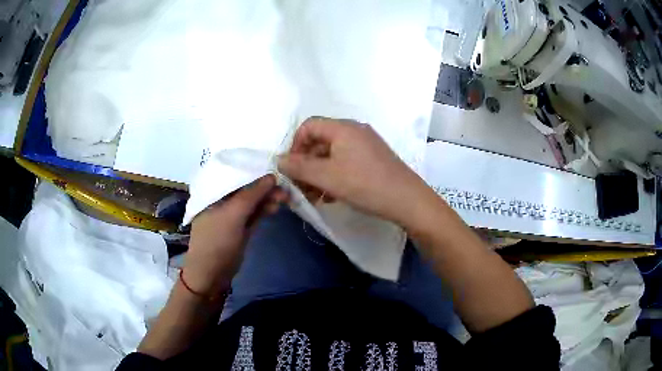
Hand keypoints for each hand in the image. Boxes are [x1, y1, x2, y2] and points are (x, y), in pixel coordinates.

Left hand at [184, 175, 287, 296]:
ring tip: (285, 197)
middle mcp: (222, 200)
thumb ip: (251, 194)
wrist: (211, 273)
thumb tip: (271, 176)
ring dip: (267, 198)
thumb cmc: (216, 240)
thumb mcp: (233, 214)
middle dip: (264, 186)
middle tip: (284, 186)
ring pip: (252, 201)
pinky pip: (254, 214)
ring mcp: (232, 215)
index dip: (253, 169)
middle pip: (245, 188)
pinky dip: (264, 210)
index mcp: (213, 192)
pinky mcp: (241, 227)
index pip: (234, 174)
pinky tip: (276, 206)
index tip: (273, 165)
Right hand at [278, 117, 430, 226]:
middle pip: (320, 141)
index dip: (295, 145)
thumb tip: (279, 160)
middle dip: (306, 164)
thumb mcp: (327, 177)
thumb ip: (299, 167)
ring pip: (333, 155)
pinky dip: (334, 176)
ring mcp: (366, 145)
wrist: (407, 200)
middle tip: (301, 188)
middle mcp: (354, 131)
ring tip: (314, 196)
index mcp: (342, 128)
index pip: (309, 126)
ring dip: (319, 174)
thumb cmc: (364, 184)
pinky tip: (331, 196)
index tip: (292, 168)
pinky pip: (346, 162)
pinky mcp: (373, 159)